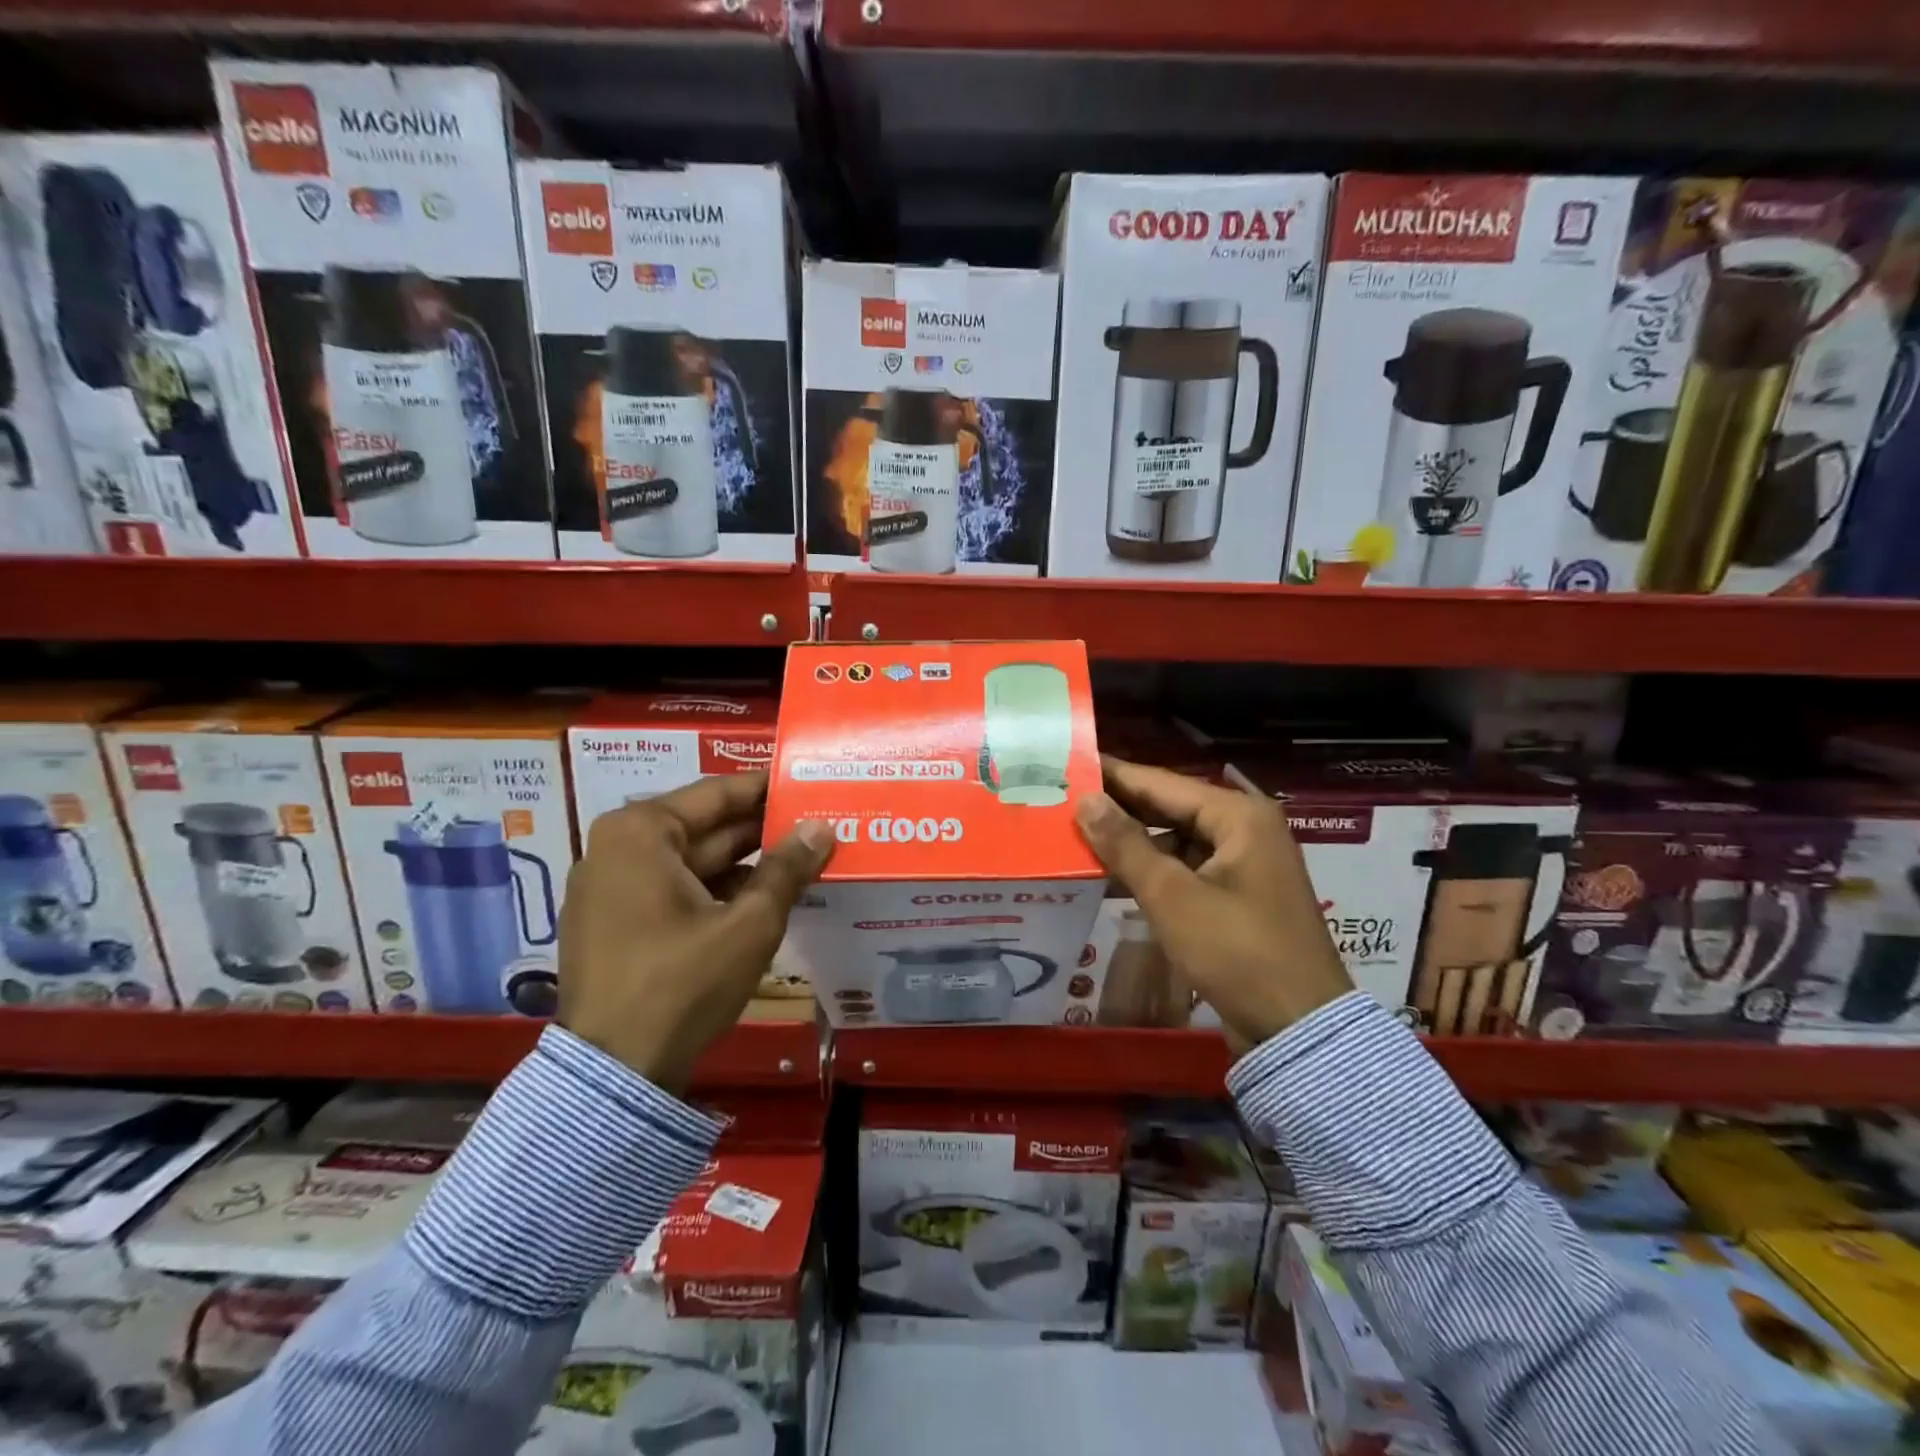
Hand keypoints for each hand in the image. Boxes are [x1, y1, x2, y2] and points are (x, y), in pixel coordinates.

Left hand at [558, 770, 833, 1092]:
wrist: (613, 1075)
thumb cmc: (681, 983)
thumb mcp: (749, 924)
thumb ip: (788, 869)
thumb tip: (822, 827)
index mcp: (641, 832)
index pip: (719, 793)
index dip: (770, 790)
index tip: (811, 783)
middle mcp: (618, 848)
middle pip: (706, 827)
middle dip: (763, 830)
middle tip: (819, 823)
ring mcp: (611, 887)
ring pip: (694, 862)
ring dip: (746, 863)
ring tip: (804, 860)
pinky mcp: (615, 923)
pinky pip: (676, 890)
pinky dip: (718, 890)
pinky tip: (765, 897)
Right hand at [1074, 756, 1352, 1046]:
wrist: (1298, 1029)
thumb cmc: (1236, 953)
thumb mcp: (1172, 896)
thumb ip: (1125, 844)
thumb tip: (1085, 800)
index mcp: (1238, 815)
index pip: (1160, 782)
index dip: (1112, 775)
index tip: (1068, 764)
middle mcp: (1245, 827)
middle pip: (1169, 807)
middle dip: (1119, 808)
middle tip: (1063, 800)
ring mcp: (1244, 862)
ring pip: (1175, 838)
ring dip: (1132, 842)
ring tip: (1077, 836)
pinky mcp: (1238, 893)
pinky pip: (1186, 867)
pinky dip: (1153, 869)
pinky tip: (1111, 875)